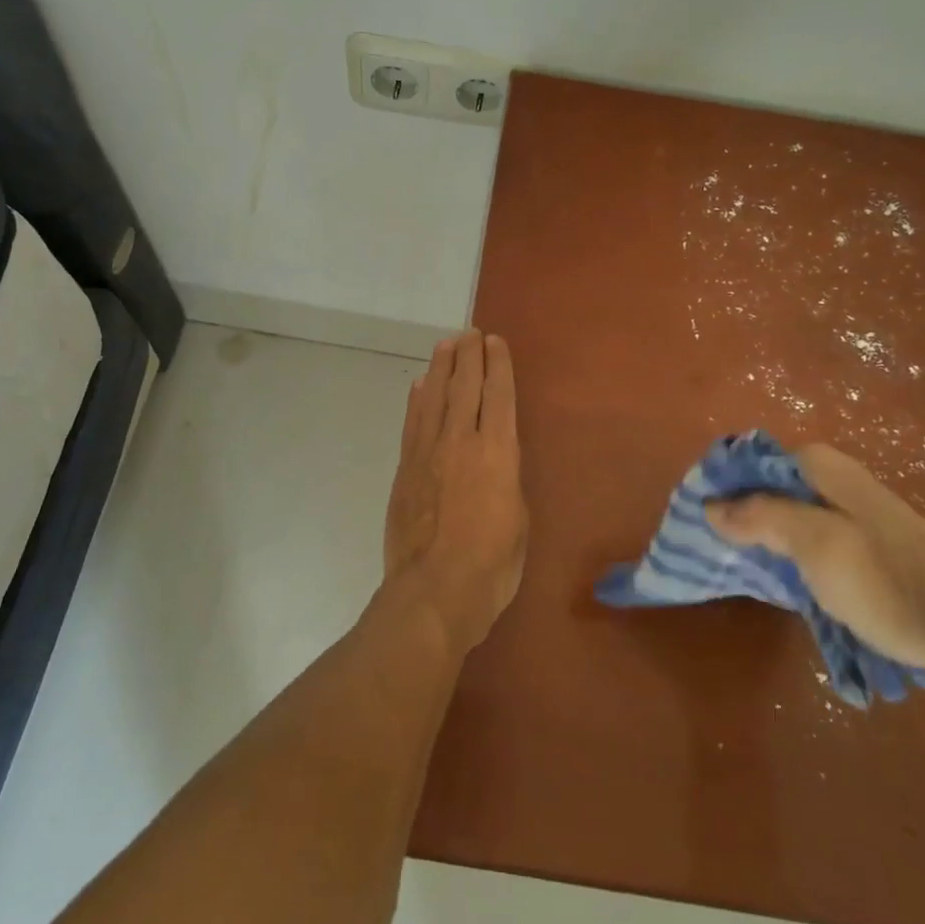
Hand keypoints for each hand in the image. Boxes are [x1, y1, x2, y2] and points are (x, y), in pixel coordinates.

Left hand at [384, 331, 529, 652]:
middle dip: (468, 356)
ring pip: (435, 397)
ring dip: (441, 368)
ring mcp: (428, 452)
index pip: (498, 395)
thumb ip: (506, 479)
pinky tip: (420, 386)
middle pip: (464, 387)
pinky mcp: (406, 468)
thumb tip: (495, 461)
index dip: (498, 365)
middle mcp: (461, 441)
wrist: (434, 590)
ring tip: (445, 345)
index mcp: (497, 452)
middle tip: (469, 333)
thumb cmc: (492, 564)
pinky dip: (417, 400)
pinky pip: (412, 423)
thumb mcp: (518, 520)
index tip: (494, 341)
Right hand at [704, 443, 924, 677]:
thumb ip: (760, 517)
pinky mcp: (862, 544)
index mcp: (817, 466)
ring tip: (736, 568)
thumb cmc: (887, 578)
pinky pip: (806, 539)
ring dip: (759, 538)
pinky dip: (786, 554)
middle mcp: (830, 479)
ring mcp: (848, 512)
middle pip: (764, 487)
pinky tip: (779, 579)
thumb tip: (711, 504)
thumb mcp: (815, 544)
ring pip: (784, 515)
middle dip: (735, 515)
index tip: (696, 521)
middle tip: (711, 551)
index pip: (747, 462)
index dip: (719, 488)